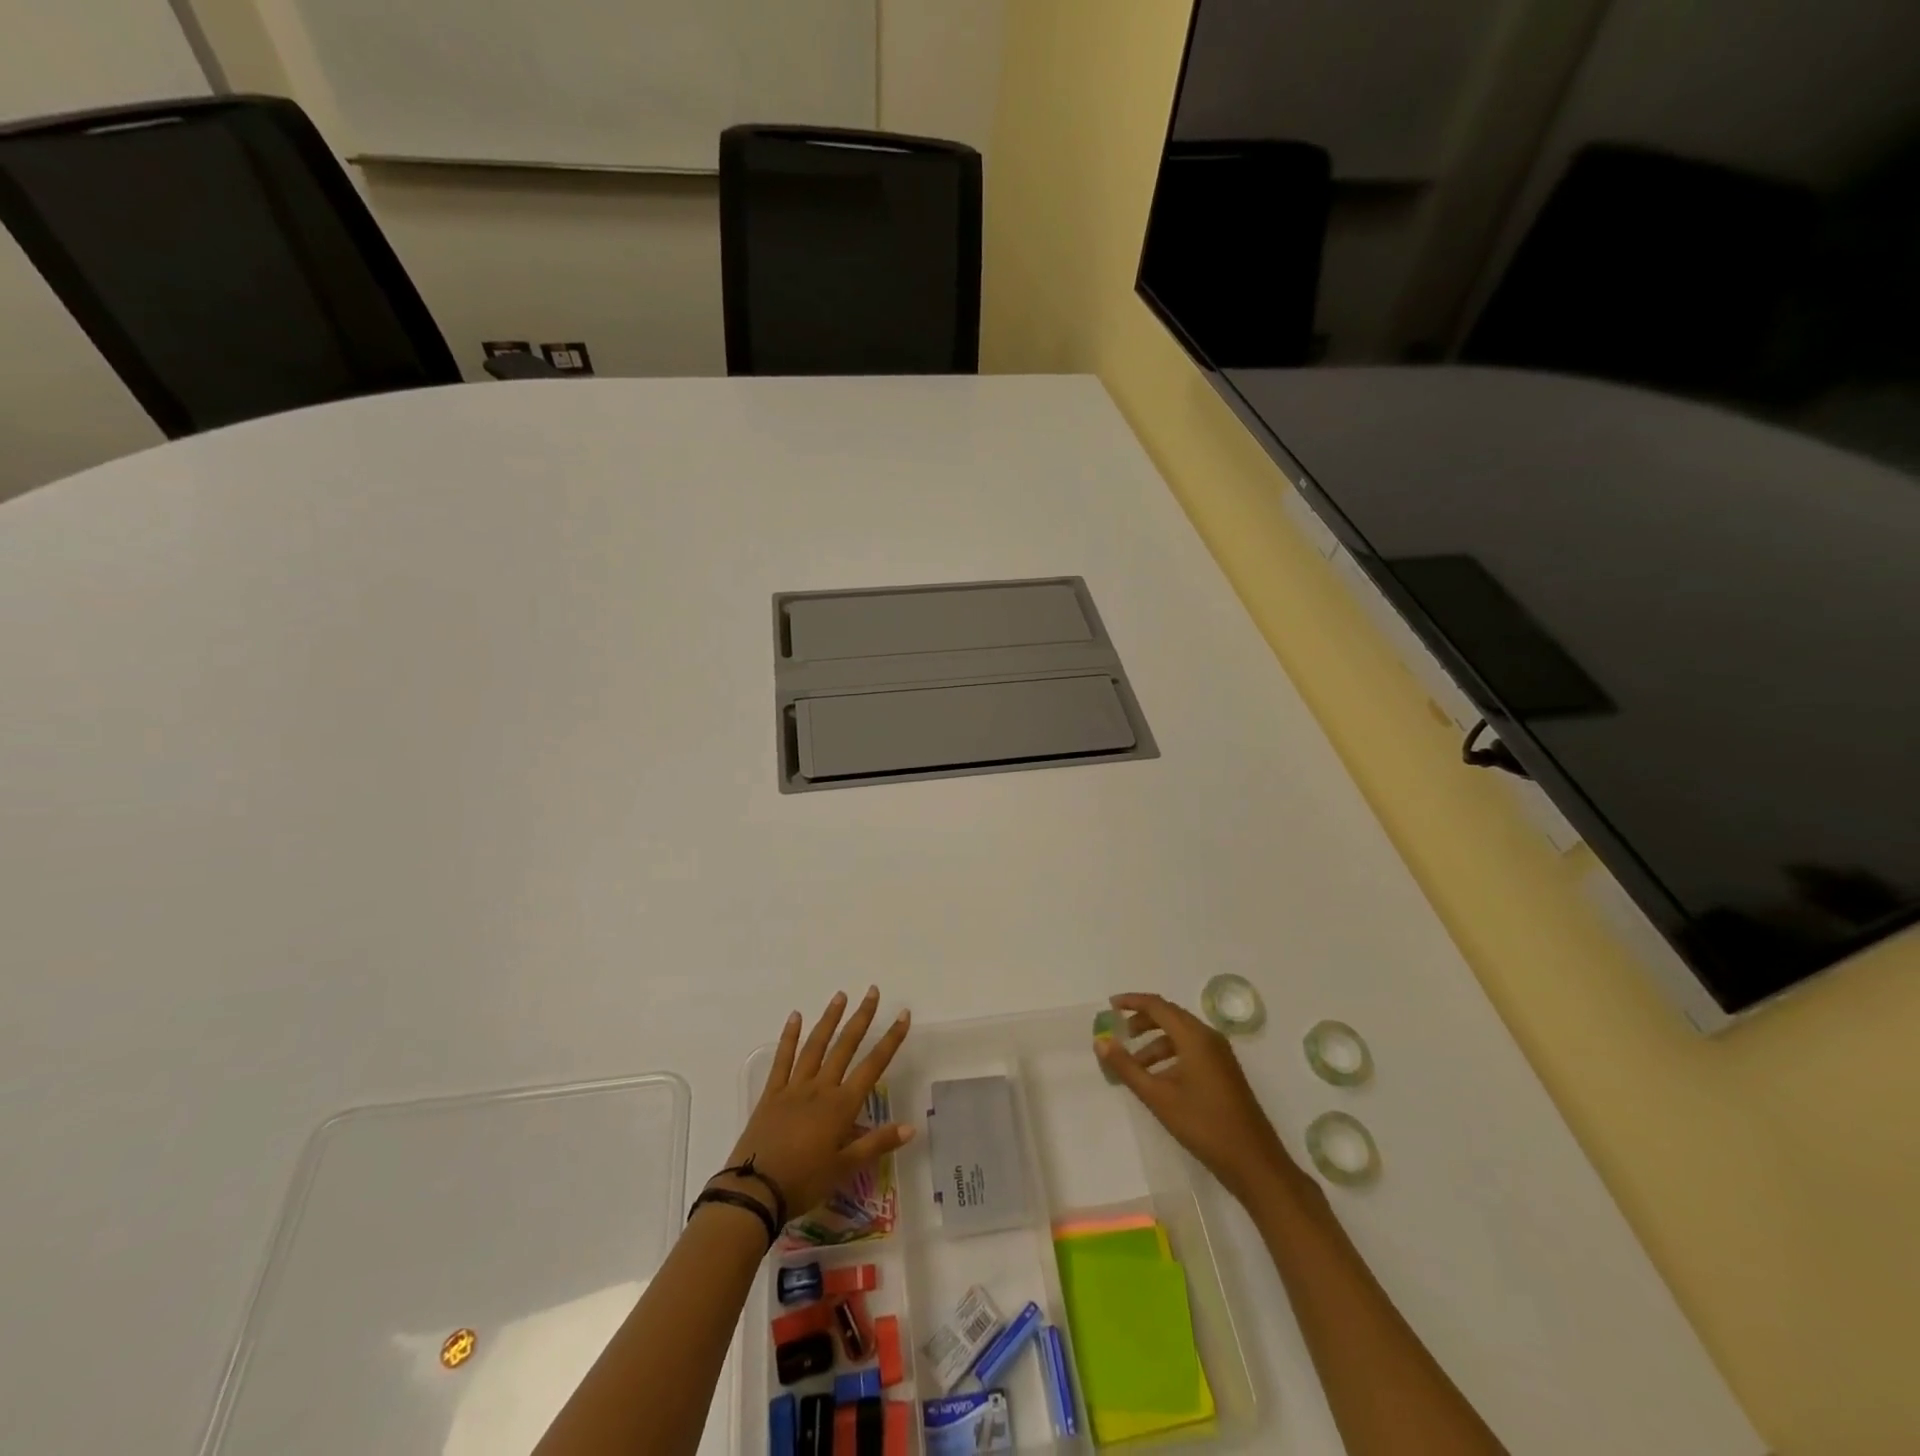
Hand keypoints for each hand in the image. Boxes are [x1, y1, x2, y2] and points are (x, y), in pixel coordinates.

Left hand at [715, 988, 913, 1220]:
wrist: (755, 1192)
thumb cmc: (804, 1182)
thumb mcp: (845, 1169)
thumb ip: (876, 1144)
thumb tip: (911, 1127)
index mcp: (841, 1106)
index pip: (873, 1066)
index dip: (890, 1040)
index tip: (902, 1015)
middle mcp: (821, 1088)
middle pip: (845, 1046)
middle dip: (861, 1018)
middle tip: (872, 991)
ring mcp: (794, 1087)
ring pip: (816, 1046)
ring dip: (829, 1019)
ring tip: (840, 996)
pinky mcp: (771, 1094)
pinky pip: (782, 1060)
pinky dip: (789, 1037)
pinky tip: (795, 1017)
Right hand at [1097, 992, 1296, 1201]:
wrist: (1254, 1162)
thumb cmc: (1204, 1125)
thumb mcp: (1158, 1097)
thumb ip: (1127, 1067)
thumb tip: (1100, 1041)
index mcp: (1195, 1037)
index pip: (1158, 1006)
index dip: (1132, 1002)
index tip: (1110, 1006)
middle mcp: (1209, 1038)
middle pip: (1170, 1016)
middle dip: (1142, 1022)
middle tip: (1119, 1034)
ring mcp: (1220, 1055)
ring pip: (1180, 1036)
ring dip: (1155, 1043)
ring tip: (1133, 1066)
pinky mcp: (1224, 1071)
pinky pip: (1191, 1050)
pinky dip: (1170, 1056)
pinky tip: (1158, 1080)